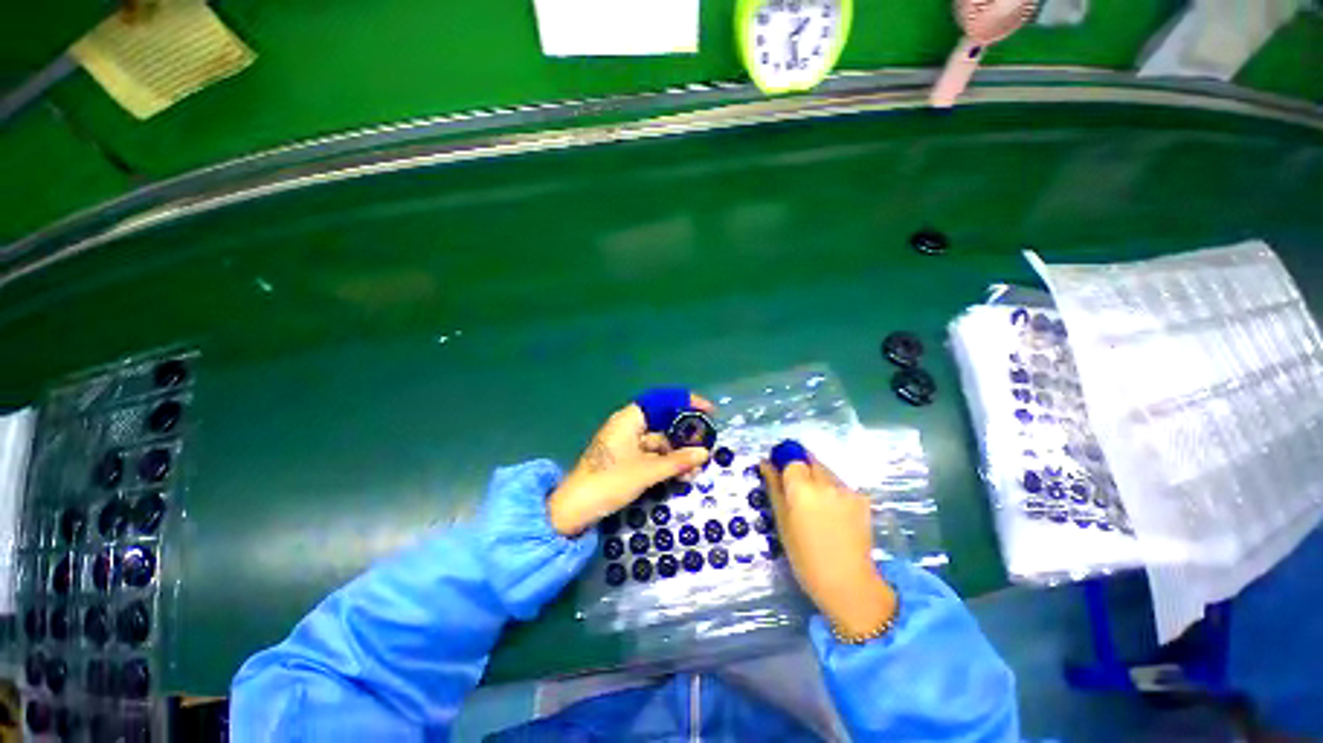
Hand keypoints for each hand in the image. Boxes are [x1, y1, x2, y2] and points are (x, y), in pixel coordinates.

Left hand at [547, 394, 713, 536]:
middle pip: (663, 421)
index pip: (662, 400)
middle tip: (705, 446)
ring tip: (695, 469)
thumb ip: (677, 461)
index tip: (707, 411)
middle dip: (685, 434)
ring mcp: (626, 442)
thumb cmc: (610, 481)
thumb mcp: (647, 471)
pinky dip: (666, 461)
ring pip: (659, 440)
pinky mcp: (625, 458)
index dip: (686, 402)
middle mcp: (628, 425)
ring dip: (677, 453)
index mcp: (629, 418)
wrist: (575, 508)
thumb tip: (704, 453)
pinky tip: (681, 474)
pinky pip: (651, 453)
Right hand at [761, 445, 896, 636]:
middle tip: (797, 494)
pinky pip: (841, 485)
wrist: (848, 583)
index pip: (792, 459)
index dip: (785, 464)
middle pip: (810, 461)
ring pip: (827, 472)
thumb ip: (774, 487)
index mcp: (801, 488)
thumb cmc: (805, 556)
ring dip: (818, 480)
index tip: (780, 475)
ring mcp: (847, 490)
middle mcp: (826, 482)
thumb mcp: (782, 521)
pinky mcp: (863, 499)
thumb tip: (765, 463)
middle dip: (802, 470)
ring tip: (816, 508)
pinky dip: (833, 492)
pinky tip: (833, 515)